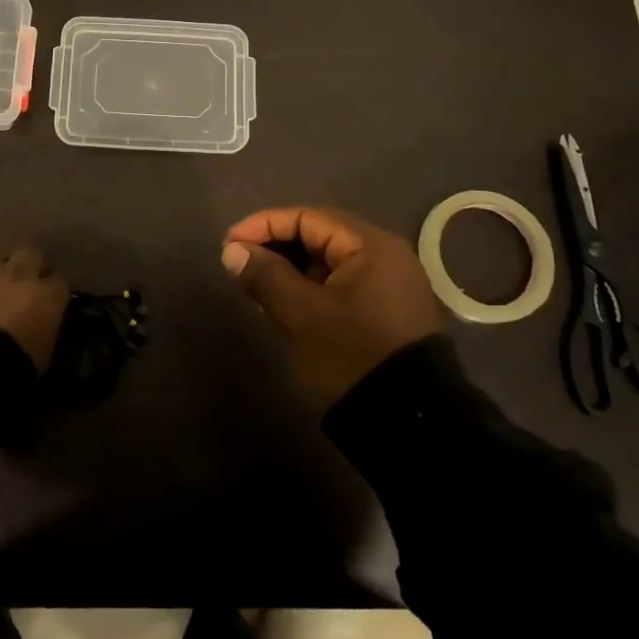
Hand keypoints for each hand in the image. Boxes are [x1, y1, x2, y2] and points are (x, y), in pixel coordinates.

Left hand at [0, 246, 68, 372]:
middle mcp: (21, 275)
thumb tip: (41, 327)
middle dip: (32, 263)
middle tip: (27, 281)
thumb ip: (45, 330)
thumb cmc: (15, 366)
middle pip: (32, 252)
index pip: (61, 281)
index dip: (55, 290)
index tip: (52, 301)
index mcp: (47, 295)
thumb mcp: (43, 354)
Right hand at [222, 207, 442, 402]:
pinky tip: (282, 304)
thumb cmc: (352, 354)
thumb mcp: (302, 315)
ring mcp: (387, 283)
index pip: (308, 217)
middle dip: (275, 246)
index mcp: (370, 245)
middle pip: (319, 236)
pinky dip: (309, 288)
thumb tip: (232, 251)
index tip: (229, 244)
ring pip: (327, 262)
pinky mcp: (384, 310)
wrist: (409, 421)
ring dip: (289, 269)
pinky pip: (339, 284)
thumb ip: (265, 276)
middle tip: (238, 264)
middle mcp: (384, 255)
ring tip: (254, 286)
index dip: (264, 225)